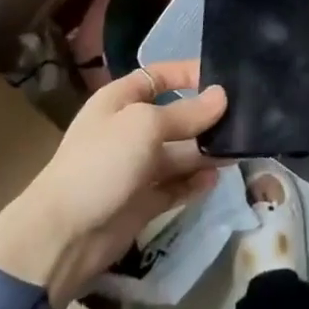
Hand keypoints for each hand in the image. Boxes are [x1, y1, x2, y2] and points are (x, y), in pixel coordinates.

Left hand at [0, 60, 226, 308]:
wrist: (63, 235)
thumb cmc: (102, 163)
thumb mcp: (145, 126)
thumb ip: (187, 112)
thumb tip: (222, 96)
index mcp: (120, 101)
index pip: (158, 76)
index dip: (188, 73)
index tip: (223, 78)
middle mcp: (129, 129)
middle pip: (174, 115)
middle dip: (205, 117)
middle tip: (245, 119)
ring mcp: (136, 167)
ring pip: (179, 153)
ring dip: (205, 151)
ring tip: (237, 151)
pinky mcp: (142, 201)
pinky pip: (175, 185)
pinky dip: (194, 182)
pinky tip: (215, 179)